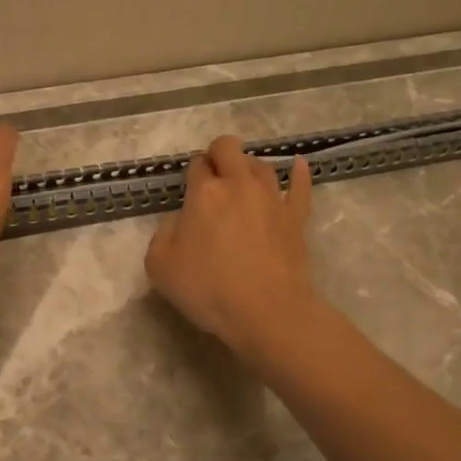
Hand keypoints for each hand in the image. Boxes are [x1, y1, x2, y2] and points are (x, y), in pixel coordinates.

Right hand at [145, 136, 317, 365]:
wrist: (266, 311)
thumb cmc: (208, 289)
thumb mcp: (160, 266)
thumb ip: (163, 234)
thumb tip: (178, 221)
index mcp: (204, 193)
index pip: (196, 165)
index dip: (192, 173)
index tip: (190, 191)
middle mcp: (238, 185)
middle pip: (229, 148)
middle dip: (218, 154)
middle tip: (212, 176)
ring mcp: (271, 198)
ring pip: (261, 165)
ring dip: (248, 166)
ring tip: (242, 180)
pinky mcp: (296, 217)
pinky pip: (300, 186)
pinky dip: (299, 173)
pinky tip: (299, 165)